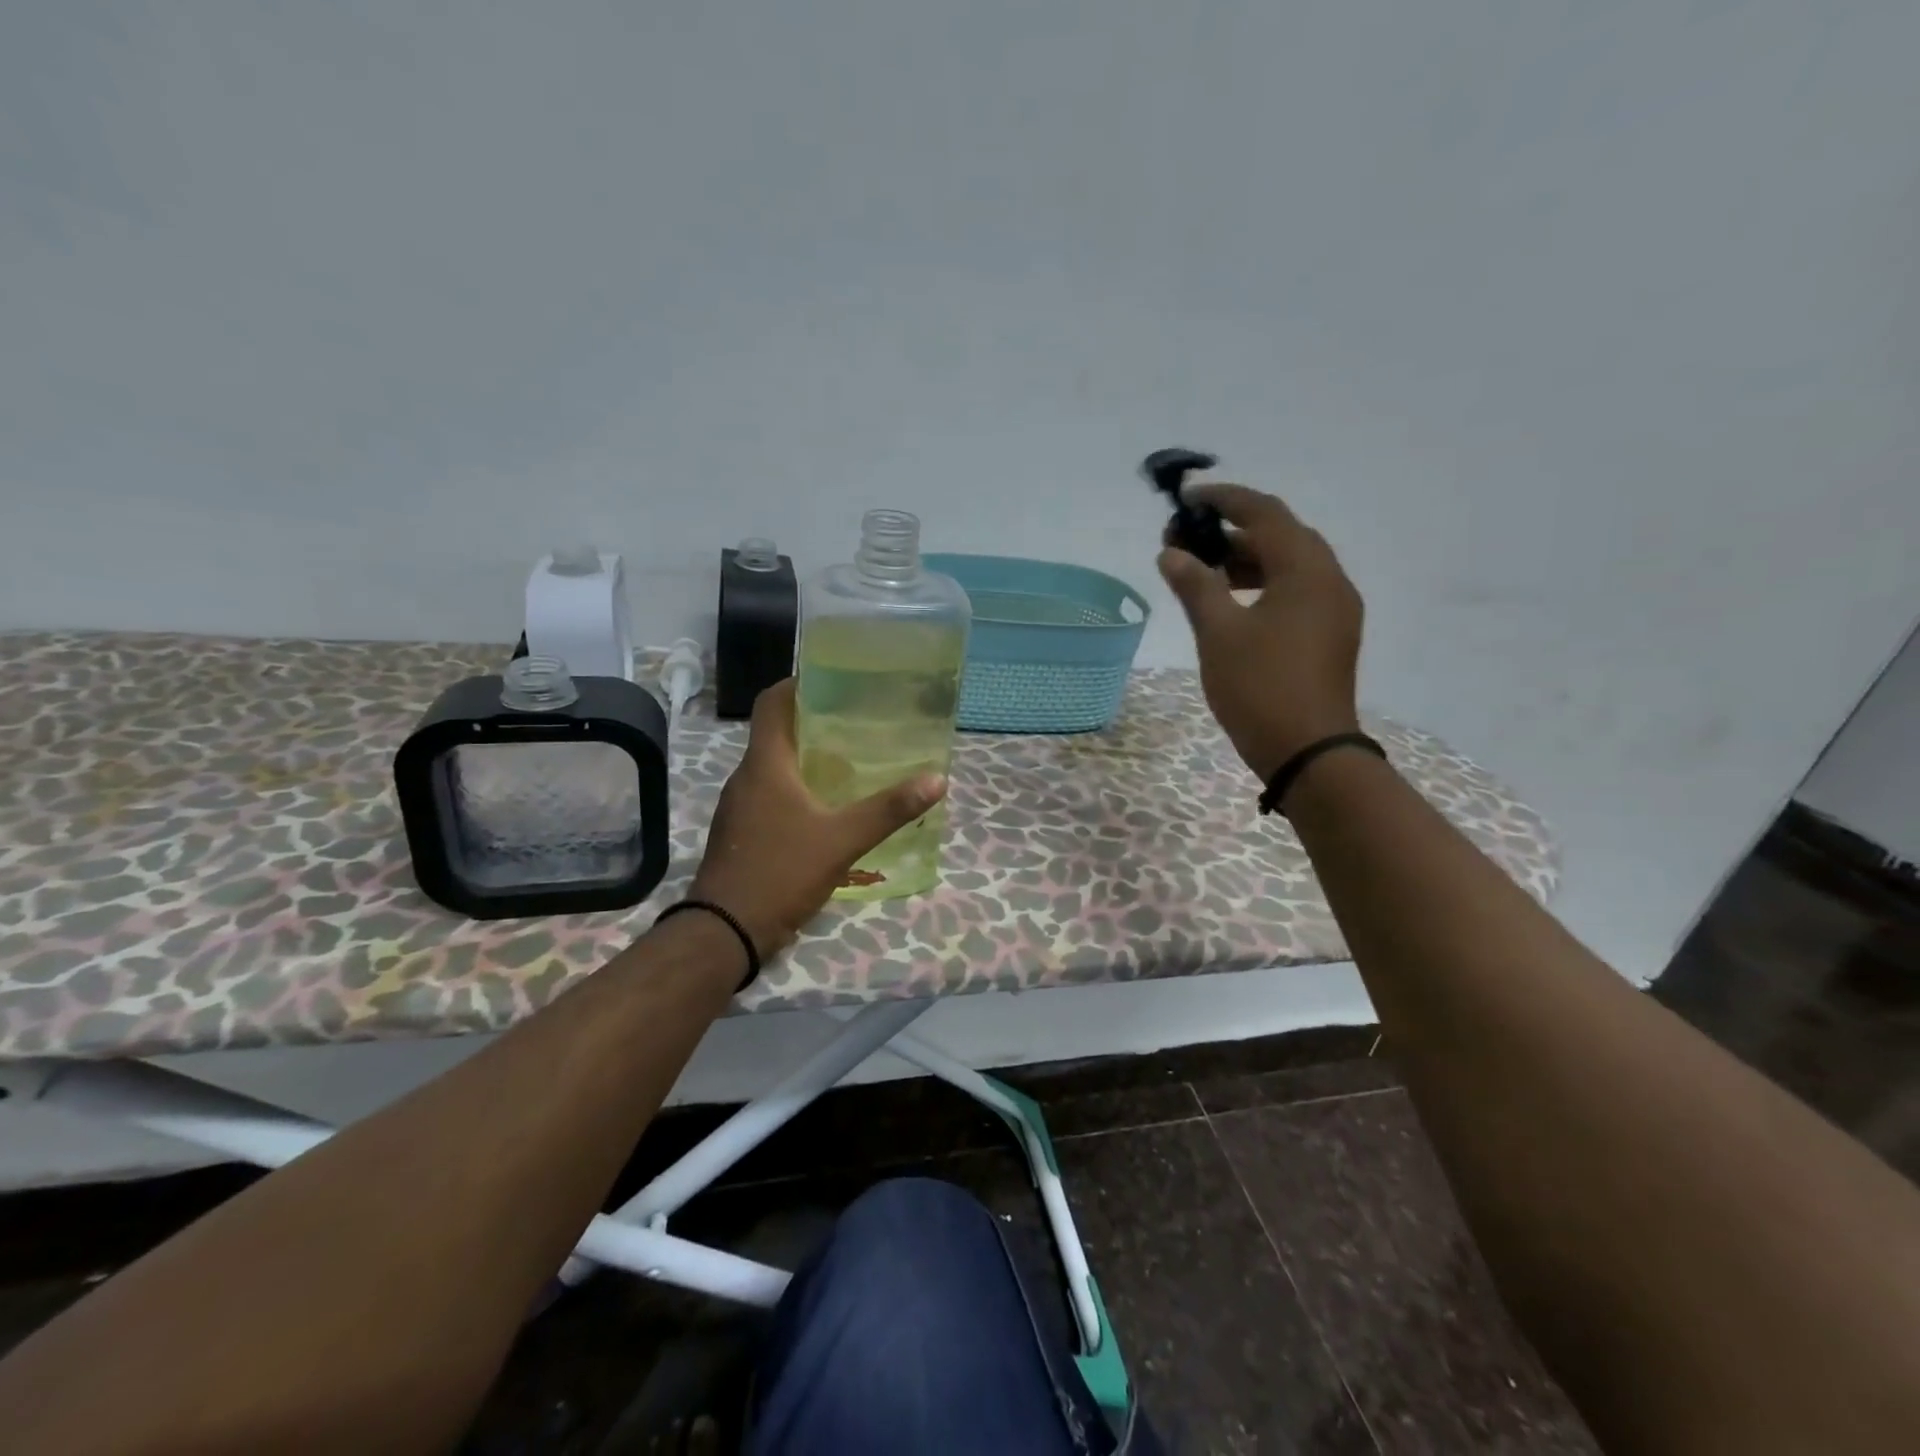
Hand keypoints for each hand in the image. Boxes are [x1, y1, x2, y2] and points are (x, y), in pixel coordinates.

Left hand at [688, 679, 945, 957]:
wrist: (724, 932)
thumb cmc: (780, 873)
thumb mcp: (842, 840)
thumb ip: (888, 810)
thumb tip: (936, 780)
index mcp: (765, 764)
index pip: (773, 703)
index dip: (799, 683)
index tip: (834, 680)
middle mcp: (747, 776)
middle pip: (778, 732)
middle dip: (815, 722)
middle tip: (859, 722)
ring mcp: (740, 806)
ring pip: (775, 766)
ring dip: (807, 757)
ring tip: (851, 760)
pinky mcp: (741, 831)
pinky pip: (771, 793)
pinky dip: (797, 788)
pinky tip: (827, 806)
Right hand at [1158, 483, 1364, 781]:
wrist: (1309, 752)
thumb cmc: (1260, 687)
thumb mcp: (1219, 633)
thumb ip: (1195, 585)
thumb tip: (1172, 553)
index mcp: (1307, 570)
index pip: (1265, 513)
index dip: (1224, 500)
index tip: (1187, 499)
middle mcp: (1330, 580)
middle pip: (1280, 535)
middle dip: (1232, 531)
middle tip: (1186, 539)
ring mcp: (1334, 609)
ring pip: (1288, 565)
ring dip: (1245, 559)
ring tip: (1200, 569)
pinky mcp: (1330, 635)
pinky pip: (1295, 591)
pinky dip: (1261, 584)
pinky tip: (1230, 601)